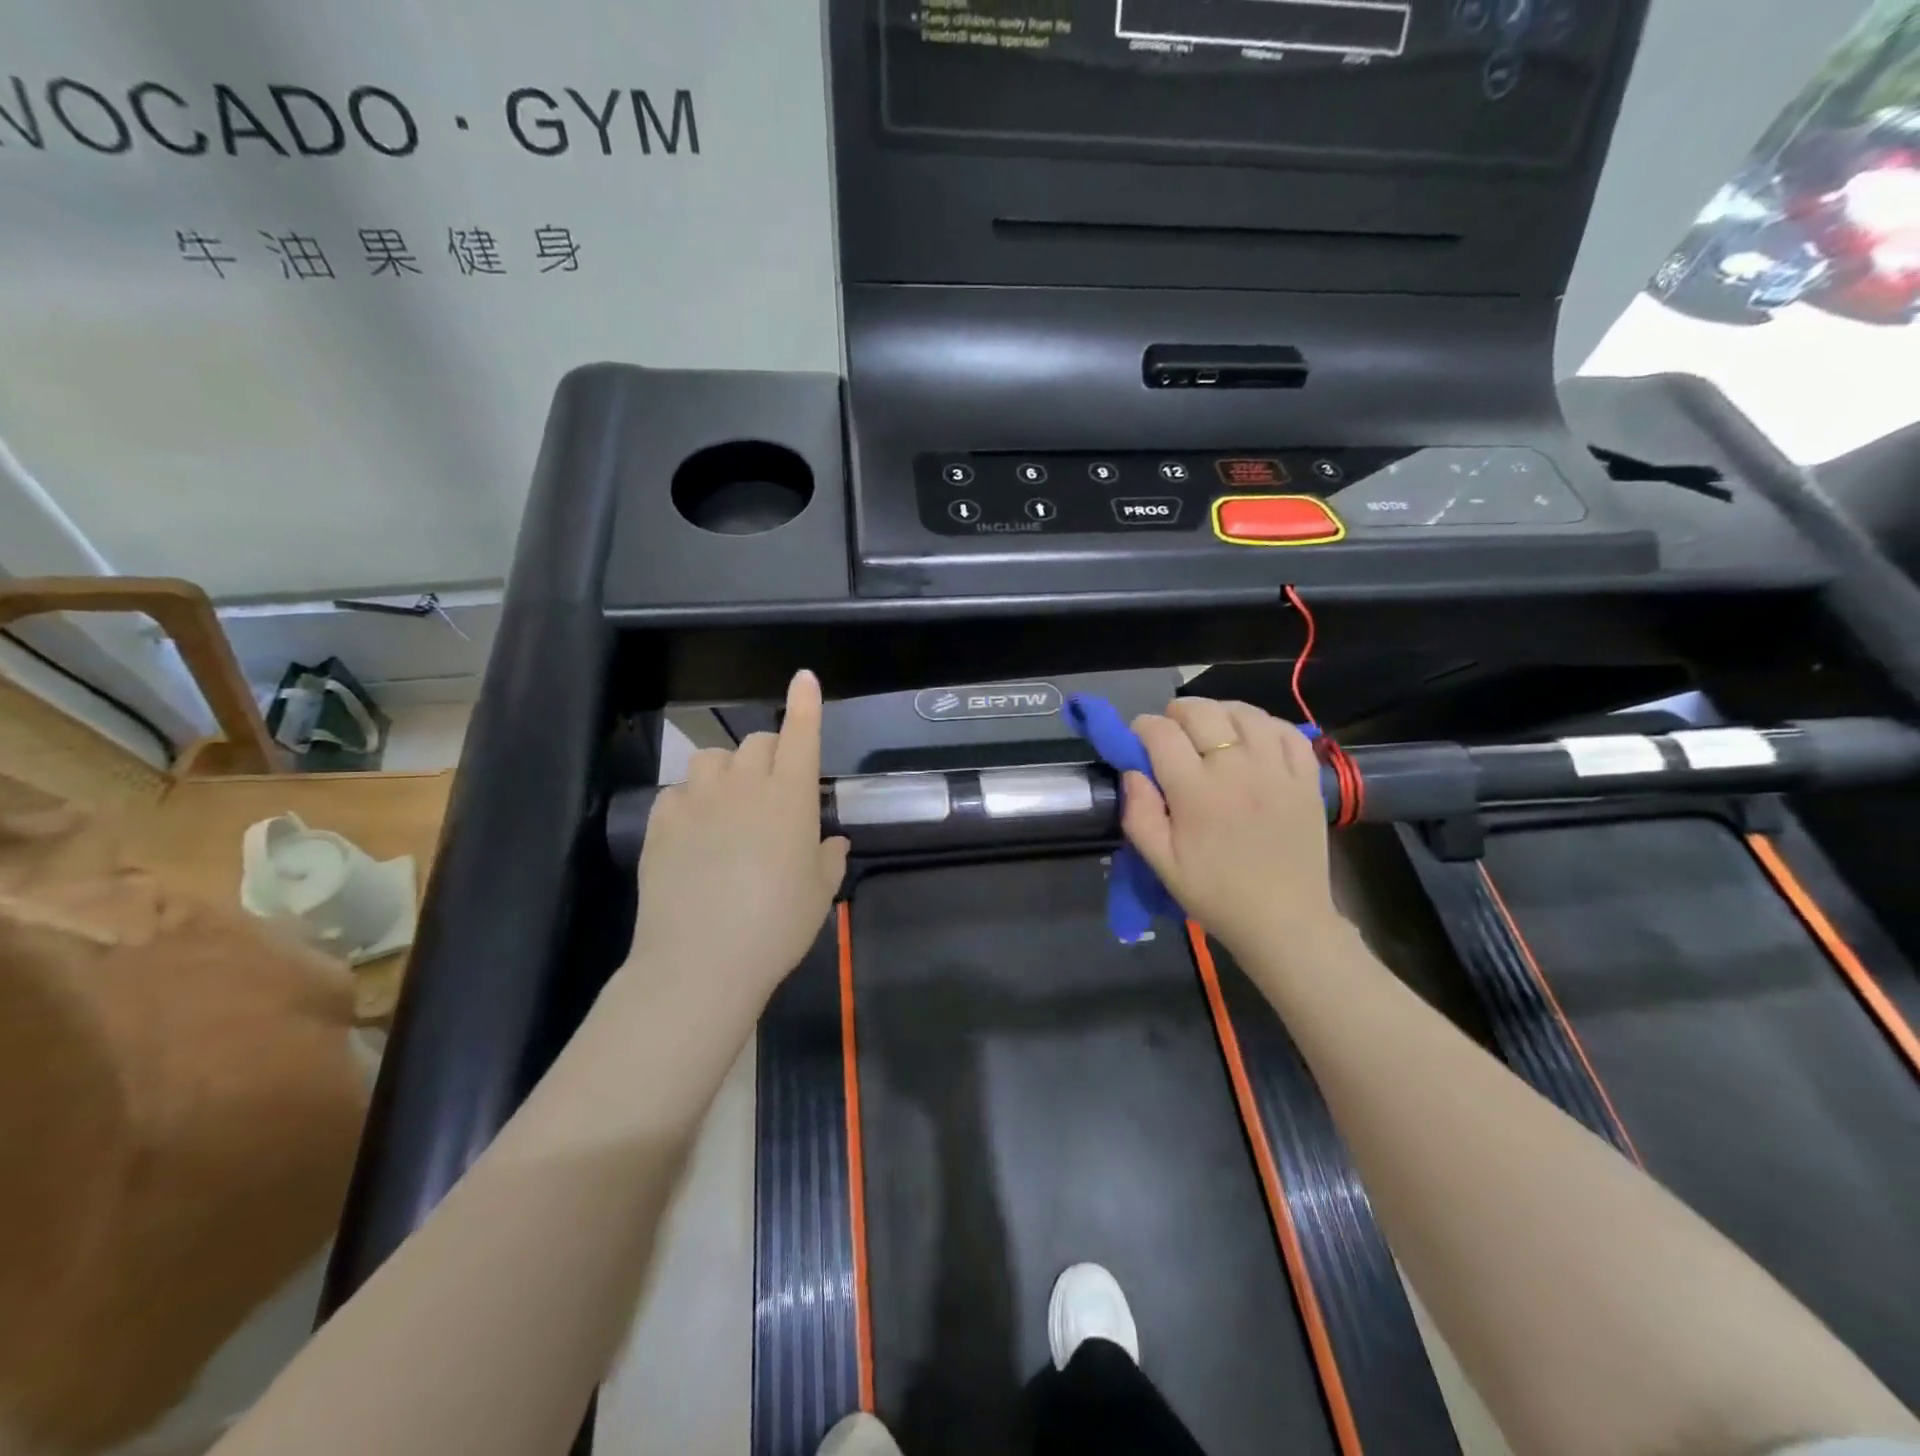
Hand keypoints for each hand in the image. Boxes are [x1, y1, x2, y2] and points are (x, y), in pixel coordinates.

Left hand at [626, 670, 848, 1008]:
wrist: (701, 960)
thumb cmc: (777, 925)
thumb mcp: (819, 893)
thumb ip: (828, 857)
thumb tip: (830, 841)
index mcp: (789, 796)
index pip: (801, 734)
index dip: (805, 704)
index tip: (804, 678)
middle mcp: (743, 785)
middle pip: (758, 742)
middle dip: (771, 754)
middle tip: (774, 791)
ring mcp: (697, 799)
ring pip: (712, 758)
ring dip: (727, 772)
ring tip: (729, 807)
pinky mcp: (660, 820)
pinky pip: (678, 791)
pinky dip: (691, 801)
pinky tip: (694, 833)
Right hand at [1121, 697, 1342, 958]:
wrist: (1284, 921)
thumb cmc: (1215, 893)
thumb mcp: (1161, 864)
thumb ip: (1139, 813)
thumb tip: (1132, 772)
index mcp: (1195, 791)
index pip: (1160, 733)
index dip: (1142, 728)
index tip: (1138, 740)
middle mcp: (1236, 768)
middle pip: (1201, 712)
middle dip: (1176, 714)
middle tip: (1171, 734)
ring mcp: (1277, 769)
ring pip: (1244, 713)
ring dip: (1219, 713)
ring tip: (1210, 731)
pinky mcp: (1306, 777)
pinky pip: (1286, 730)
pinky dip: (1263, 725)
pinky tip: (1251, 739)